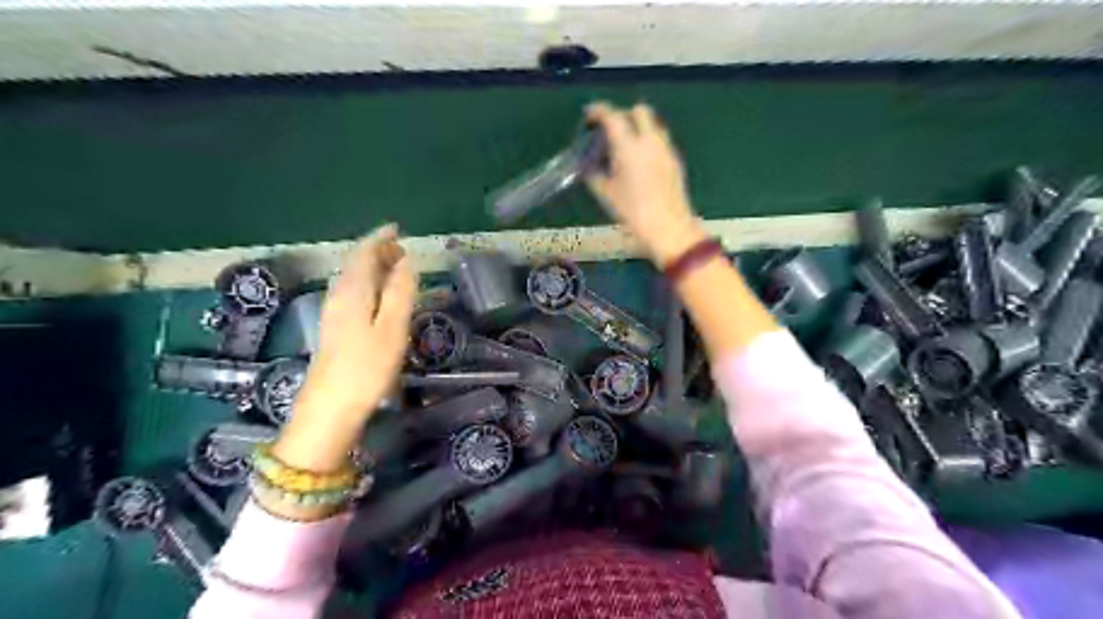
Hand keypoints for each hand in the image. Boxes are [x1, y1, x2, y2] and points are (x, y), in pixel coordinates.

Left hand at [273, 224, 417, 471]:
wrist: (330, 408)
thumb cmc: (366, 367)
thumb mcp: (392, 328)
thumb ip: (400, 292)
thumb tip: (406, 261)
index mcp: (353, 292)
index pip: (363, 253)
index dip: (379, 238)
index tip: (397, 228)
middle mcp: (338, 296)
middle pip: (355, 263)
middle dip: (377, 251)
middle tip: (402, 248)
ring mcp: (333, 313)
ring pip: (353, 278)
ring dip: (372, 267)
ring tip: (395, 267)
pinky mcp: (334, 328)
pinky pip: (352, 292)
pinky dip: (368, 284)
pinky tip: (377, 295)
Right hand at [586, 102, 705, 265]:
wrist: (669, 227)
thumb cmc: (633, 212)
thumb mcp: (606, 194)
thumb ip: (594, 174)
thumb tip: (588, 165)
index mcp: (629, 146)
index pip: (612, 116)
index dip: (598, 111)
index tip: (589, 115)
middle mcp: (649, 141)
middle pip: (638, 111)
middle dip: (623, 114)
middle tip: (610, 130)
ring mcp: (665, 149)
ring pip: (652, 124)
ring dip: (637, 127)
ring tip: (624, 146)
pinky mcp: (675, 160)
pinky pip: (659, 140)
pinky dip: (647, 141)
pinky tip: (639, 161)